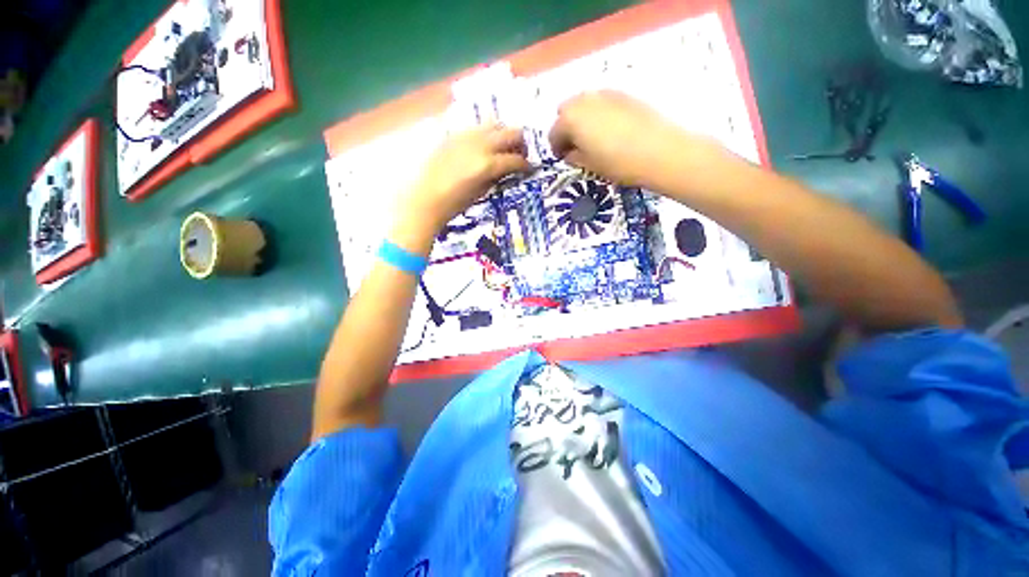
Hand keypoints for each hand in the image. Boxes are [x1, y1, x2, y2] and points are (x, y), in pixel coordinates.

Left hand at [394, 124, 529, 248]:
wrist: (426, 198)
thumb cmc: (455, 203)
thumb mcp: (482, 192)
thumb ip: (498, 176)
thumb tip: (508, 168)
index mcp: (488, 164)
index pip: (515, 160)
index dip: (526, 165)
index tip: (529, 169)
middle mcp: (480, 145)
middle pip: (510, 133)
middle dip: (520, 144)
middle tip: (520, 155)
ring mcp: (466, 136)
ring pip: (494, 124)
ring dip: (504, 134)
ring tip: (503, 148)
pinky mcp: (454, 134)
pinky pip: (476, 127)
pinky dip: (486, 134)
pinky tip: (484, 146)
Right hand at [549, 90, 722, 188]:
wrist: (660, 152)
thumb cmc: (618, 163)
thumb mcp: (589, 165)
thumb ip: (574, 156)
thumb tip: (570, 152)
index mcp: (570, 118)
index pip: (554, 133)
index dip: (556, 148)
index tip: (563, 159)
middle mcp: (584, 99)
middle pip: (566, 111)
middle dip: (567, 128)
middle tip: (576, 146)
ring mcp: (606, 93)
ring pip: (585, 103)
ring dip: (583, 119)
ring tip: (594, 138)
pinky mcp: (625, 94)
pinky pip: (603, 102)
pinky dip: (600, 113)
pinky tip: (611, 130)